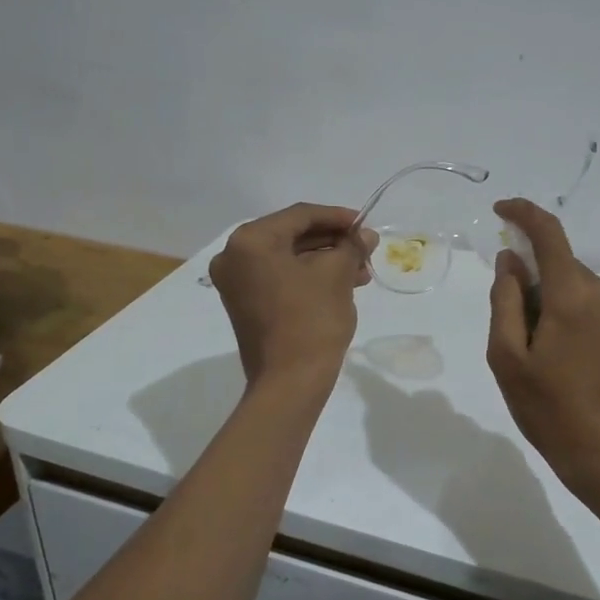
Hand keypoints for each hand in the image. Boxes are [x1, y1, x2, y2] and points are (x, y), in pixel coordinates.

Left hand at [208, 203, 375, 388]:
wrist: (289, 383)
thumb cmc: (311, 320)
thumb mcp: (337, 275)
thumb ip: (351, 246)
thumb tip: (365, 235)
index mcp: (250, 241)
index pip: (300, 215)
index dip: (337, 217)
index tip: (365, 225)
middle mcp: (234, 256)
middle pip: (292, 235)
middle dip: (332, 241)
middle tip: (365, 249)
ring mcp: (236, 282)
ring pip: (288, 258)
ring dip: (324, 260)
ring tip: (361, 272)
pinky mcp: (244, 303)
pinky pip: (279, 277)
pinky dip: (308, 276)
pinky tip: (341, 283)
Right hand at [486, 199, 599, 505]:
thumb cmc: (551, 410)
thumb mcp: (508, 358)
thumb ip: (505, 301)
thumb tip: (510, 261)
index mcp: (573, 296)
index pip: (549, 234)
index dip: (523, 213)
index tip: (500, 210)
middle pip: (559, 263)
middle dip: (529, 275)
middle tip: (509, 324)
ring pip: (573, 284)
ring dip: (547, 297)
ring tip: (533, 349)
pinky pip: (589, 303)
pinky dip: (565, 310)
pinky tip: (555, 352)